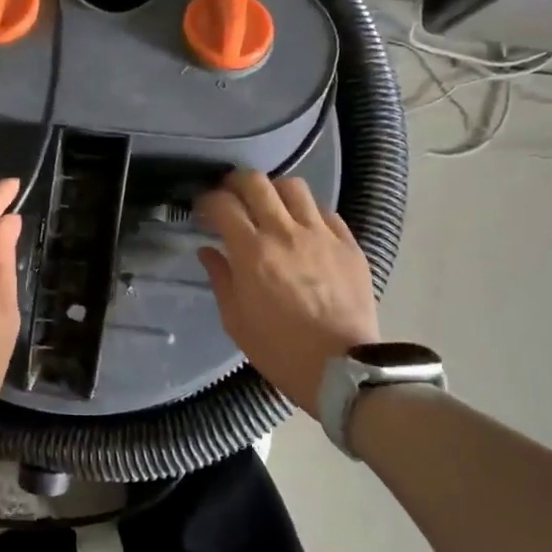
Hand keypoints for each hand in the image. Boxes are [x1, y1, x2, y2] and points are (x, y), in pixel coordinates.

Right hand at [196, 171, 379, 416]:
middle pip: (257, 183)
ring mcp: (321, 235)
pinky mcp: (349, 244)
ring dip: (274, 191)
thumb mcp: (236, 320)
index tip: (203, 210)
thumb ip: (220, 278)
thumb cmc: (280, 350)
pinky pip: (325, 212)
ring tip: (269, 206)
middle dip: (236, 183)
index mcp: (252, 253)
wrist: (342, 368)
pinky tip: (302, 229)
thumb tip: (208, 250)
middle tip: (230, 195)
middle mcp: (285, 233)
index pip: (223, 205)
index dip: (207, 201)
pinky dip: (307, 213)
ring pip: (294, 187)